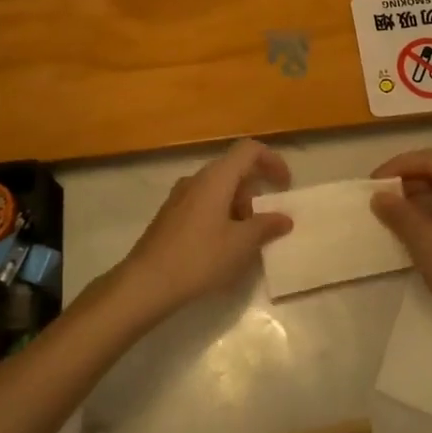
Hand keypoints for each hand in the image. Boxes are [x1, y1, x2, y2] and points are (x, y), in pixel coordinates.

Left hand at [113, 141, 293, 319]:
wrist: (146, 282)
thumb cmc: (199, 258)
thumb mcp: (240, 244)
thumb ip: (266, 227)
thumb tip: (284, 218)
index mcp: (216, 177)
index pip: (249, 150)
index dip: (272, 161)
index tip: (285, 186)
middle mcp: (196, 179)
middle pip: (233, 170)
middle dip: (256, 191)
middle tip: (267, 222)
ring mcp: (180, 196)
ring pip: (218, 189)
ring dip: (238, 206)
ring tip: (246, 240)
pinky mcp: (170, 215)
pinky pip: (203, 204)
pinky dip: (221, 215)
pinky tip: (222, 247)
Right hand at [370, 149, 431, 348]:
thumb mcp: (424, 241)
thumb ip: (399, 214)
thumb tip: (379, 195)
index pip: (430, 159)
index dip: (400, 163)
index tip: (375, 182)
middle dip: (405, 181)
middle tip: (379, 199)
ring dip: (412, 201)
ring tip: (388, 218)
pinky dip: (423, 219)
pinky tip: (409, 239)